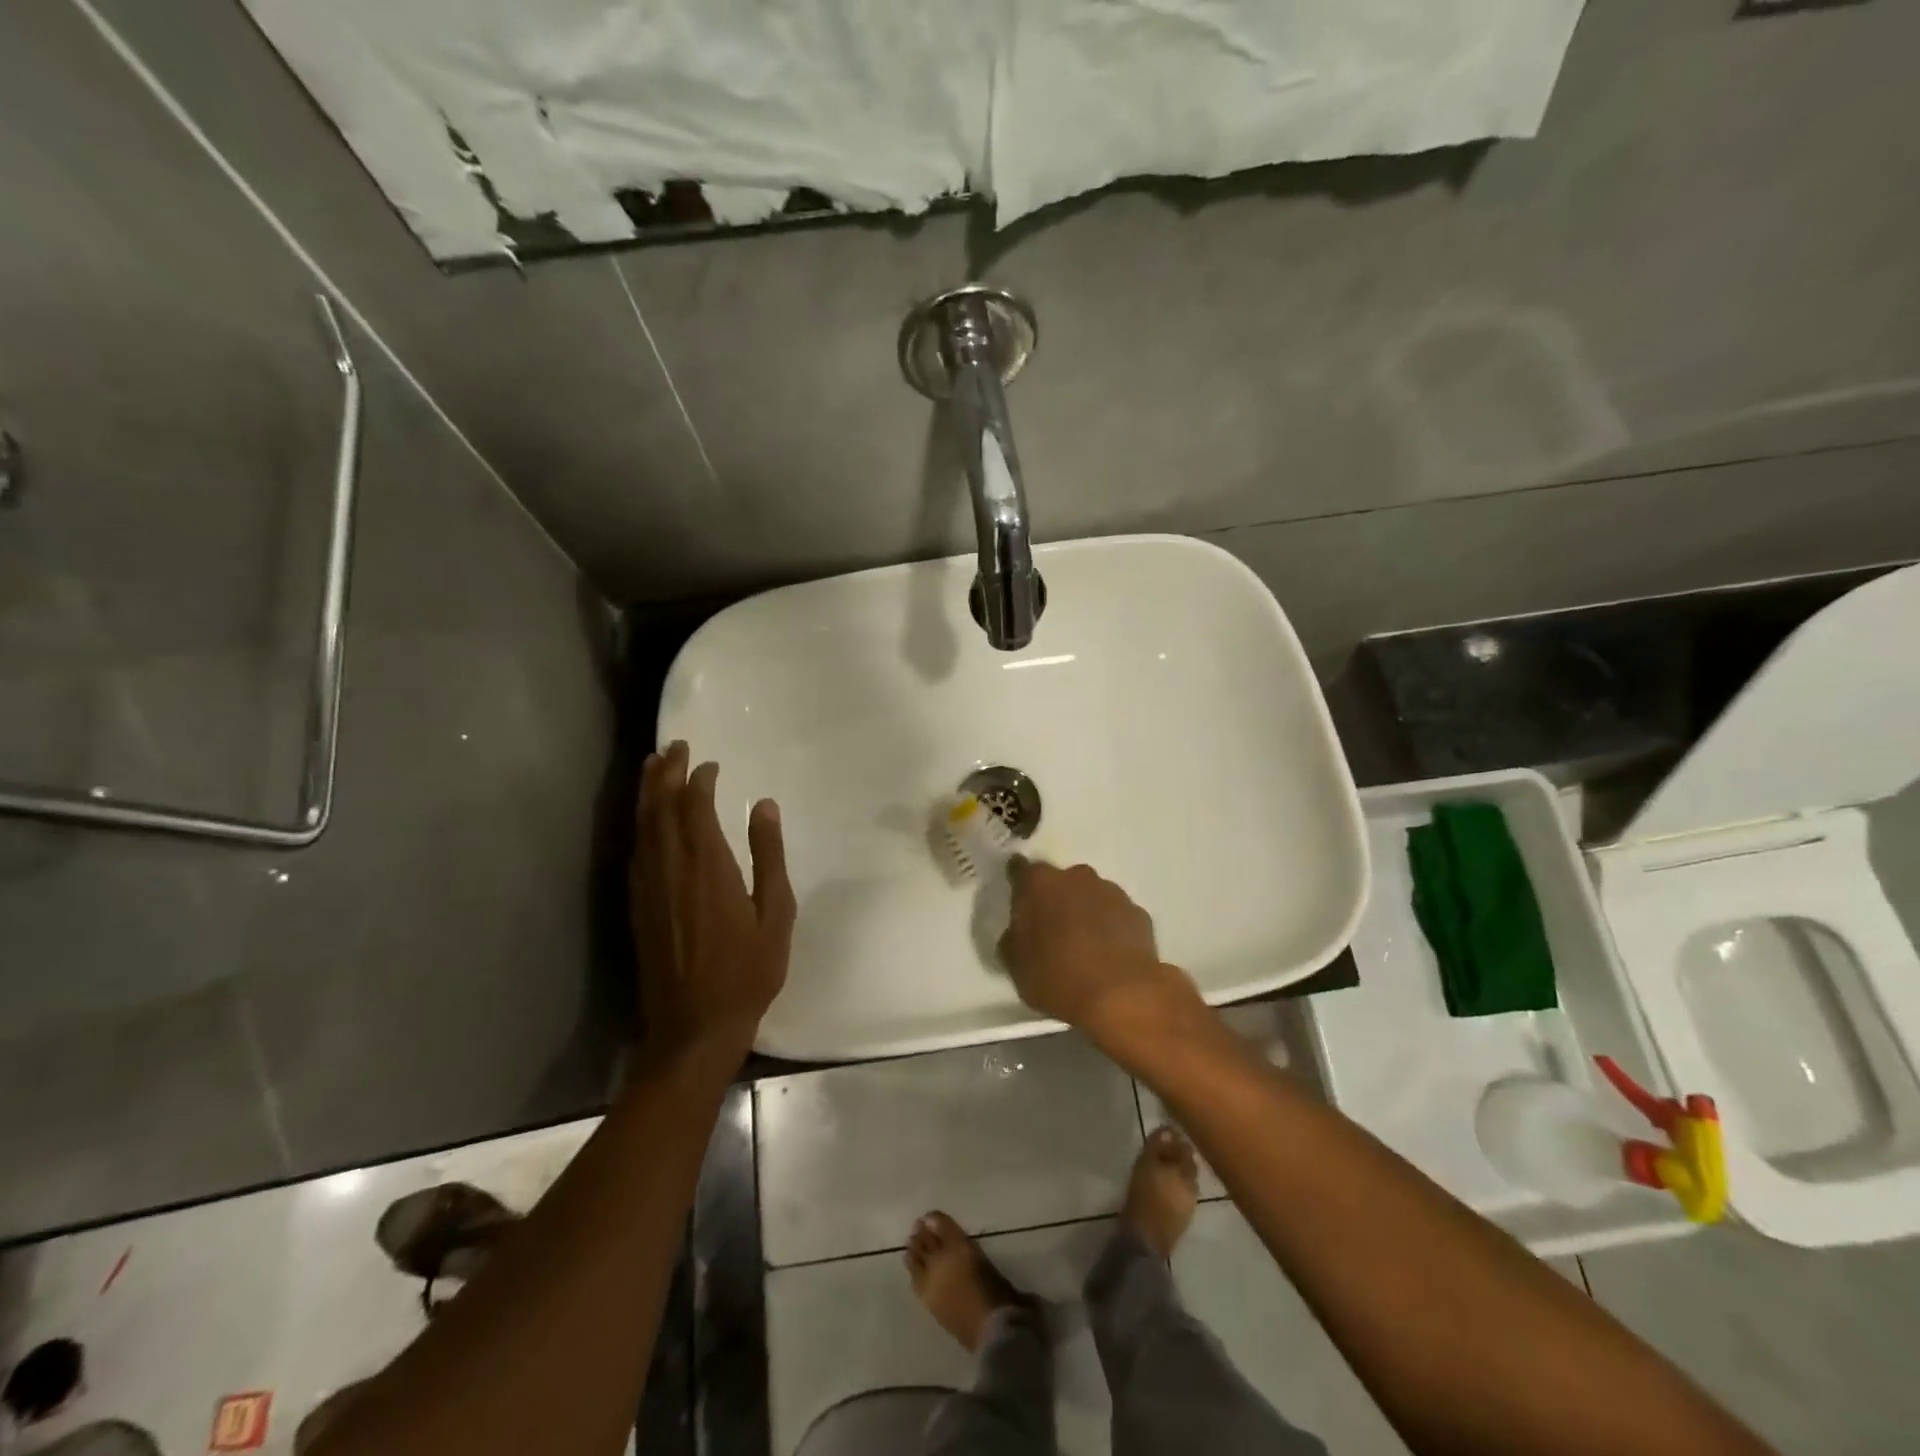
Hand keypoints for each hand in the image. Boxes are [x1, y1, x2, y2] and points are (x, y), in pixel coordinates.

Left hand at [630, 742, 795, 1070]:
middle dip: (665, 773)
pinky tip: (645, 820)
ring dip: (647, 793)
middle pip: (660, 808)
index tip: (710, 763)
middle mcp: (671, 868)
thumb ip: (768, 856)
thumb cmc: (747, 971)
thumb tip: (763, 805)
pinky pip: (635, 851)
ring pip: (642, 827)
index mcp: (708, 866)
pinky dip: (640, 825)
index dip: (699, 779)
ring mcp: (648, 887)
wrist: (694, 1027)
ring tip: (652, 766)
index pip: (695, 806)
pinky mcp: (637, 905)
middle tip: (673, 746)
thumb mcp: (776, 914)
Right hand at [996, 859, 1200, 1047]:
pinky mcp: (1138, 912)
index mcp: (1039, 883)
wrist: (1121, 995)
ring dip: (1085, 911)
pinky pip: (1116, 915)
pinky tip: (1109, 954)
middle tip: (1052, 930)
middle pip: (1060, 881)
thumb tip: (1018, 932)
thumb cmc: (1057, 976)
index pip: (1020, 869)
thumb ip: (1013, 939)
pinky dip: (1111, 927)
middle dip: (1055, 899)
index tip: (1017, 897)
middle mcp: (1076, 877)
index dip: (1018, 882)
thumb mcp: (1016, 965)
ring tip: (1084, 945)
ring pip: (1091, 895)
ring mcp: (1111, 892)